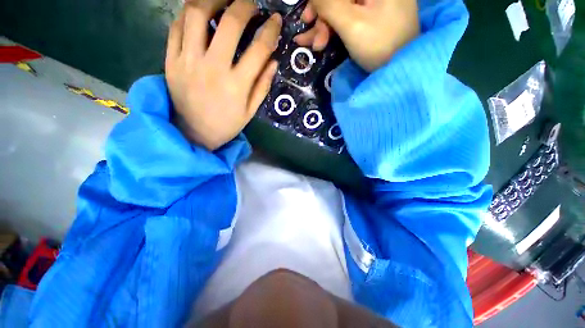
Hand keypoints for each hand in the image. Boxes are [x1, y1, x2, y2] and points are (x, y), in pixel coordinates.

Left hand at [165, 0, 281, 150]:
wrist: (194, 133)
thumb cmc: (226, 124)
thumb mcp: (250, 111)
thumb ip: (262, 85)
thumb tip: (273, 61)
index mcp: (237, 85)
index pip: (259, 49)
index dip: (270, 30)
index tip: (275, 19)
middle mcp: (213, 68)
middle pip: (229, 23)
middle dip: (244, 5)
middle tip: (250, 5)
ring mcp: (188, 61)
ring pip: (196, 14)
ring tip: (223, 0)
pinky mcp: (171, 60)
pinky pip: (176, 27)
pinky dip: (189, 14)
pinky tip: (200, 15)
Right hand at [294, 0, 418, 71]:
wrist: (400, 69)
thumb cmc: (379, 46)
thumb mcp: (352, 24)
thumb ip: (329, 4)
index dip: (320, 3)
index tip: (307, 19)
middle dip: (322, 18)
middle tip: (314, 41)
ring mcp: (374, 1)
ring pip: (340, 8)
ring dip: (325, 27)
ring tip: (317, 46)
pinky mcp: (371, 15)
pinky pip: (347, 16)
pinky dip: (333, 29)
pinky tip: (322, 40)